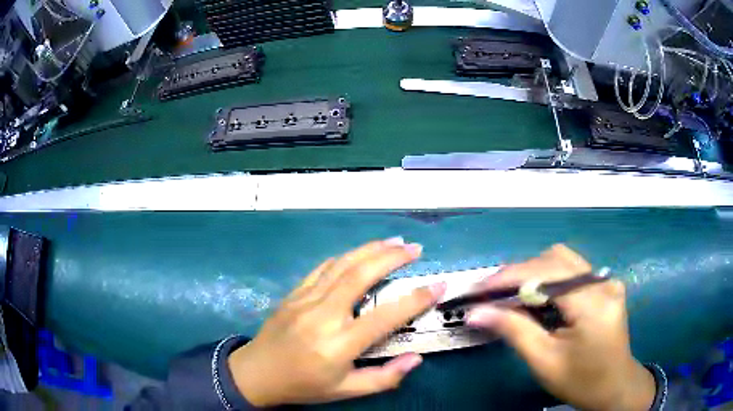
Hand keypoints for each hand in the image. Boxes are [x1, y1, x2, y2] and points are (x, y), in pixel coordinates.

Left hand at [228, 238, 445, 406]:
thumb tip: (416, 359)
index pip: (385, 316)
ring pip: (341, 265)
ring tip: (394, 242)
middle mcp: (323, 315)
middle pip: (360, 276)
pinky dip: (344, 257)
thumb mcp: (346, 391)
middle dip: (391, 258)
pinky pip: (322, 268)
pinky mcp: (294, 293)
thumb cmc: (304, 385)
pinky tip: (358, 253)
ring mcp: (305, 300)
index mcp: (338, 344)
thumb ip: (383, 378)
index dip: (415, 300)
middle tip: (415, 249)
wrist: (257, 373)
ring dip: (370, 249)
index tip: (438, 286)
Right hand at [467, 244, 654, 410]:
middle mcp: (603, 283)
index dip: (509, 277)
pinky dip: (550, 280)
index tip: (478, 289)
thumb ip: (513, 330)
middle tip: (492, 295)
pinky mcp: (606, 285)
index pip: (547, 273)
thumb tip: (476, 313)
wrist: (614, 387)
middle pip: (555, 259)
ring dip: (534, 274)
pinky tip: (539, 299)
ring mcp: (607, 281)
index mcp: (592, 303)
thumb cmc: (581, 381)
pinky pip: (573, 271)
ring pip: (564, 260)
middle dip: (520, 274)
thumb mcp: (544, 361)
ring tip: (513, 296)